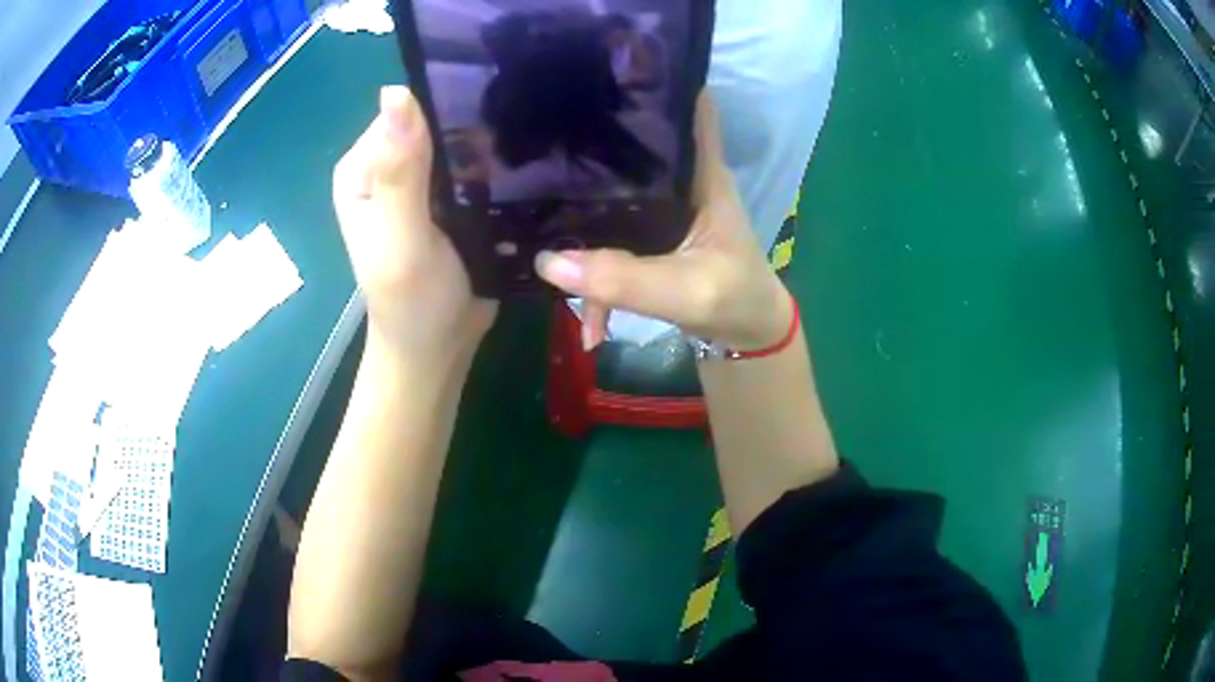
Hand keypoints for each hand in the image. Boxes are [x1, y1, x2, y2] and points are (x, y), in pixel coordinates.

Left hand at [333, 87, 497, 362]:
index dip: (444, 109)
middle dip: (471, 127)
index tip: (488, 121)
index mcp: (362, 169)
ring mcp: (417, 184)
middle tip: (516, 143)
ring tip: (525, 156)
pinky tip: (522, 173)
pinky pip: (473, 168)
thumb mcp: (400, 239)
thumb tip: (396, 91)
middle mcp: (386, 168)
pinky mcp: (446, 200)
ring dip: (488, 149)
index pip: (405, 113)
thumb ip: (399, 173)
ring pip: (458, 143)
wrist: (437, 349)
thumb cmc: (412, 303)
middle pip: (434, 123)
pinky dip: (494, 170)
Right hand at [535, 93, 790, 350]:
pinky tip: (577, 298)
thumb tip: (548, 260)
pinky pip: (608, 236)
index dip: (657, 82)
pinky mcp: (646, 237)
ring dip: (580, 210)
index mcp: (701, 174)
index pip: (687, 108)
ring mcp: (660, 209)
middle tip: (542, 132)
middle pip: (634, 143)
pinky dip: (592, 267)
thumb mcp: (686, 291)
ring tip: (536, 214)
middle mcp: (679, 181)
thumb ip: (625, 280)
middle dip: (593, 139)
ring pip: (613, 190)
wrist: (745, 337)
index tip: (610, 69)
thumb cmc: (735, 300)